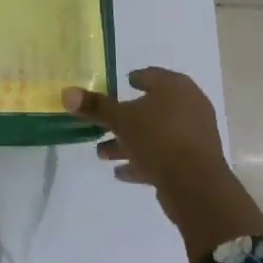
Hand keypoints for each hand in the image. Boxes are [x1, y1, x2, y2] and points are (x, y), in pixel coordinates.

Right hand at [64, 68, 262, 262]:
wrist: (196, 186)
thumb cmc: (158, 138)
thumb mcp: (121, 120)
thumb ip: (95, 107)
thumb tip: (66, 93)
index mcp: (175, 87)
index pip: (152, 75)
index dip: (135, 79)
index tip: (120, 84)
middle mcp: (189, 106)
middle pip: (151, 108)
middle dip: (125, 118)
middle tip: (103, 123)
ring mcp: (194, 135)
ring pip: (155, 134)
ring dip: (129, 142)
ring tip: (101, 153)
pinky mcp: (194, 162)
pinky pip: (163, 156)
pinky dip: (143, 161)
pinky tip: (121, 173)